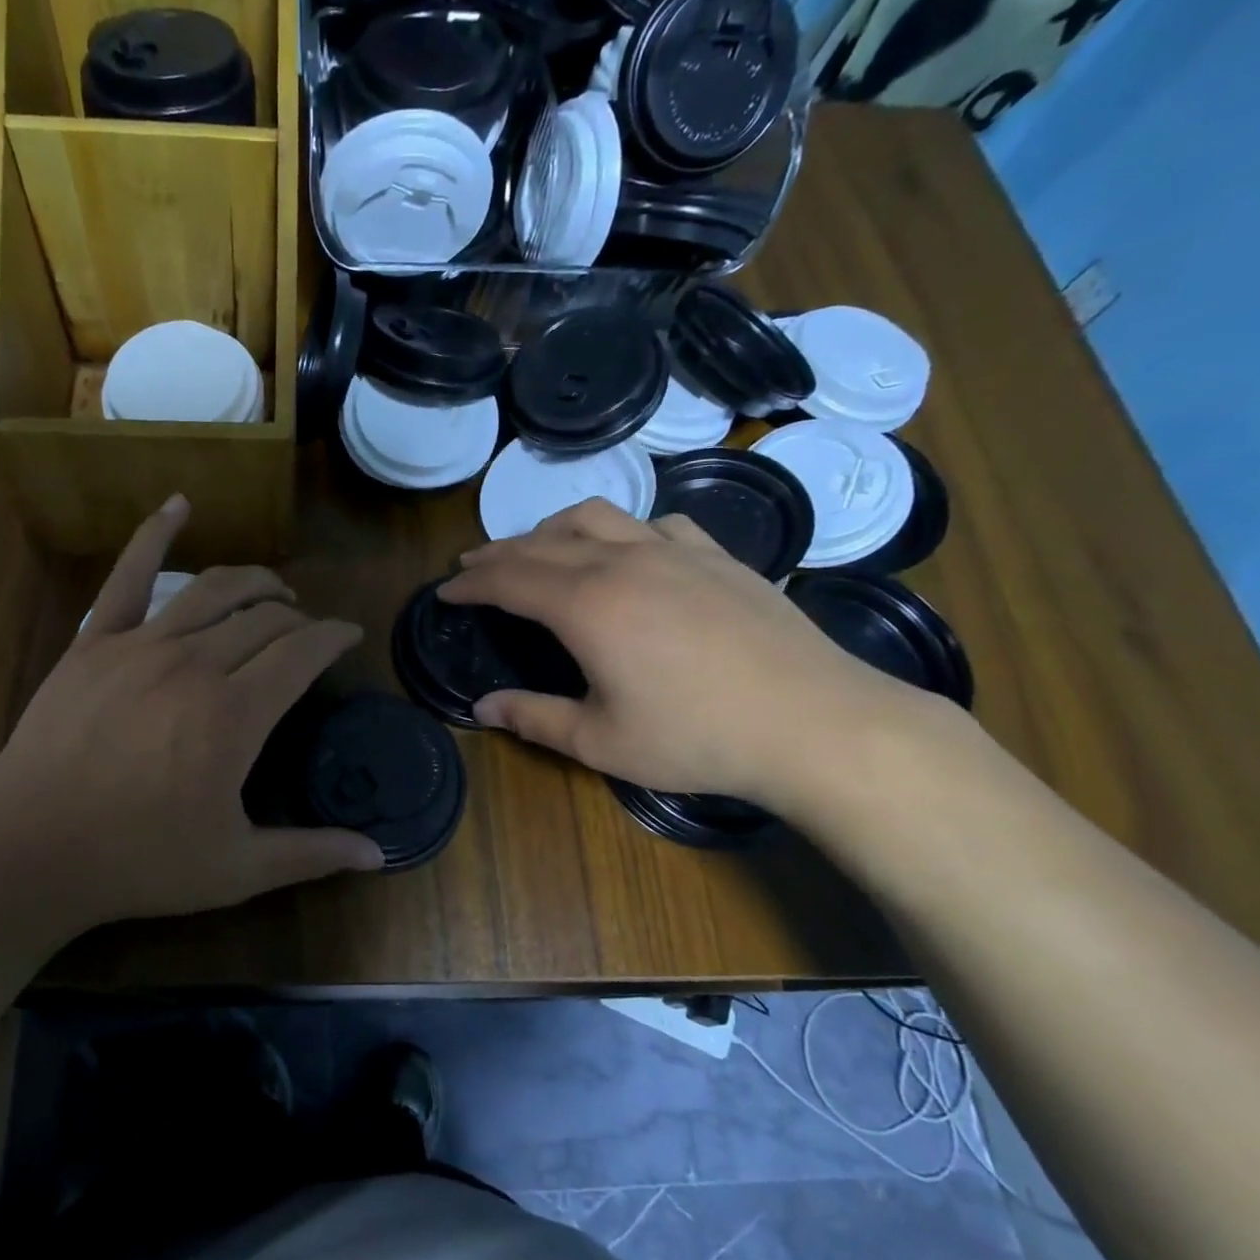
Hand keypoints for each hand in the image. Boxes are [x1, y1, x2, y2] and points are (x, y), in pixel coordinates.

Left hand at [0, 496, 382, 940]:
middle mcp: (195, 663)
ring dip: (255, 582)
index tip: (349, 637)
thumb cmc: (138, 862)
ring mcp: (140, 644)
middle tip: (309, 631)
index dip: (334, 637)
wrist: (28, 851)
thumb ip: (310, 853)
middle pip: (264, 618)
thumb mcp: (236, 868)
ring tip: (275, 590)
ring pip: (213, 590)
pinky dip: (155, 533)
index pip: (302, 651)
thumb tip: (380, 856)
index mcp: (235, 714)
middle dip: (298, 618)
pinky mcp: (94, 642)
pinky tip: (178, 505)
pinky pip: (128, 575)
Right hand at [439, 500, 930, 804]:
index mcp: (586, 605)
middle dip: (498, 552)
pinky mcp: (718, 556)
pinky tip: (629, 551)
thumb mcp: (600, 741)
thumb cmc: (696, 738)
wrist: (814, 723)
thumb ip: (533, 718)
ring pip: (597, 518)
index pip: (508, 579)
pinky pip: (656, 525)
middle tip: (472, 566)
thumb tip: (480, 708)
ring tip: (536, 546)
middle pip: (542, 542)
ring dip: (552, 528)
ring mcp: (675, 552)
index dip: (470, 583)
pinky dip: (623, 531)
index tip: (445, 591)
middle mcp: (622, 562)